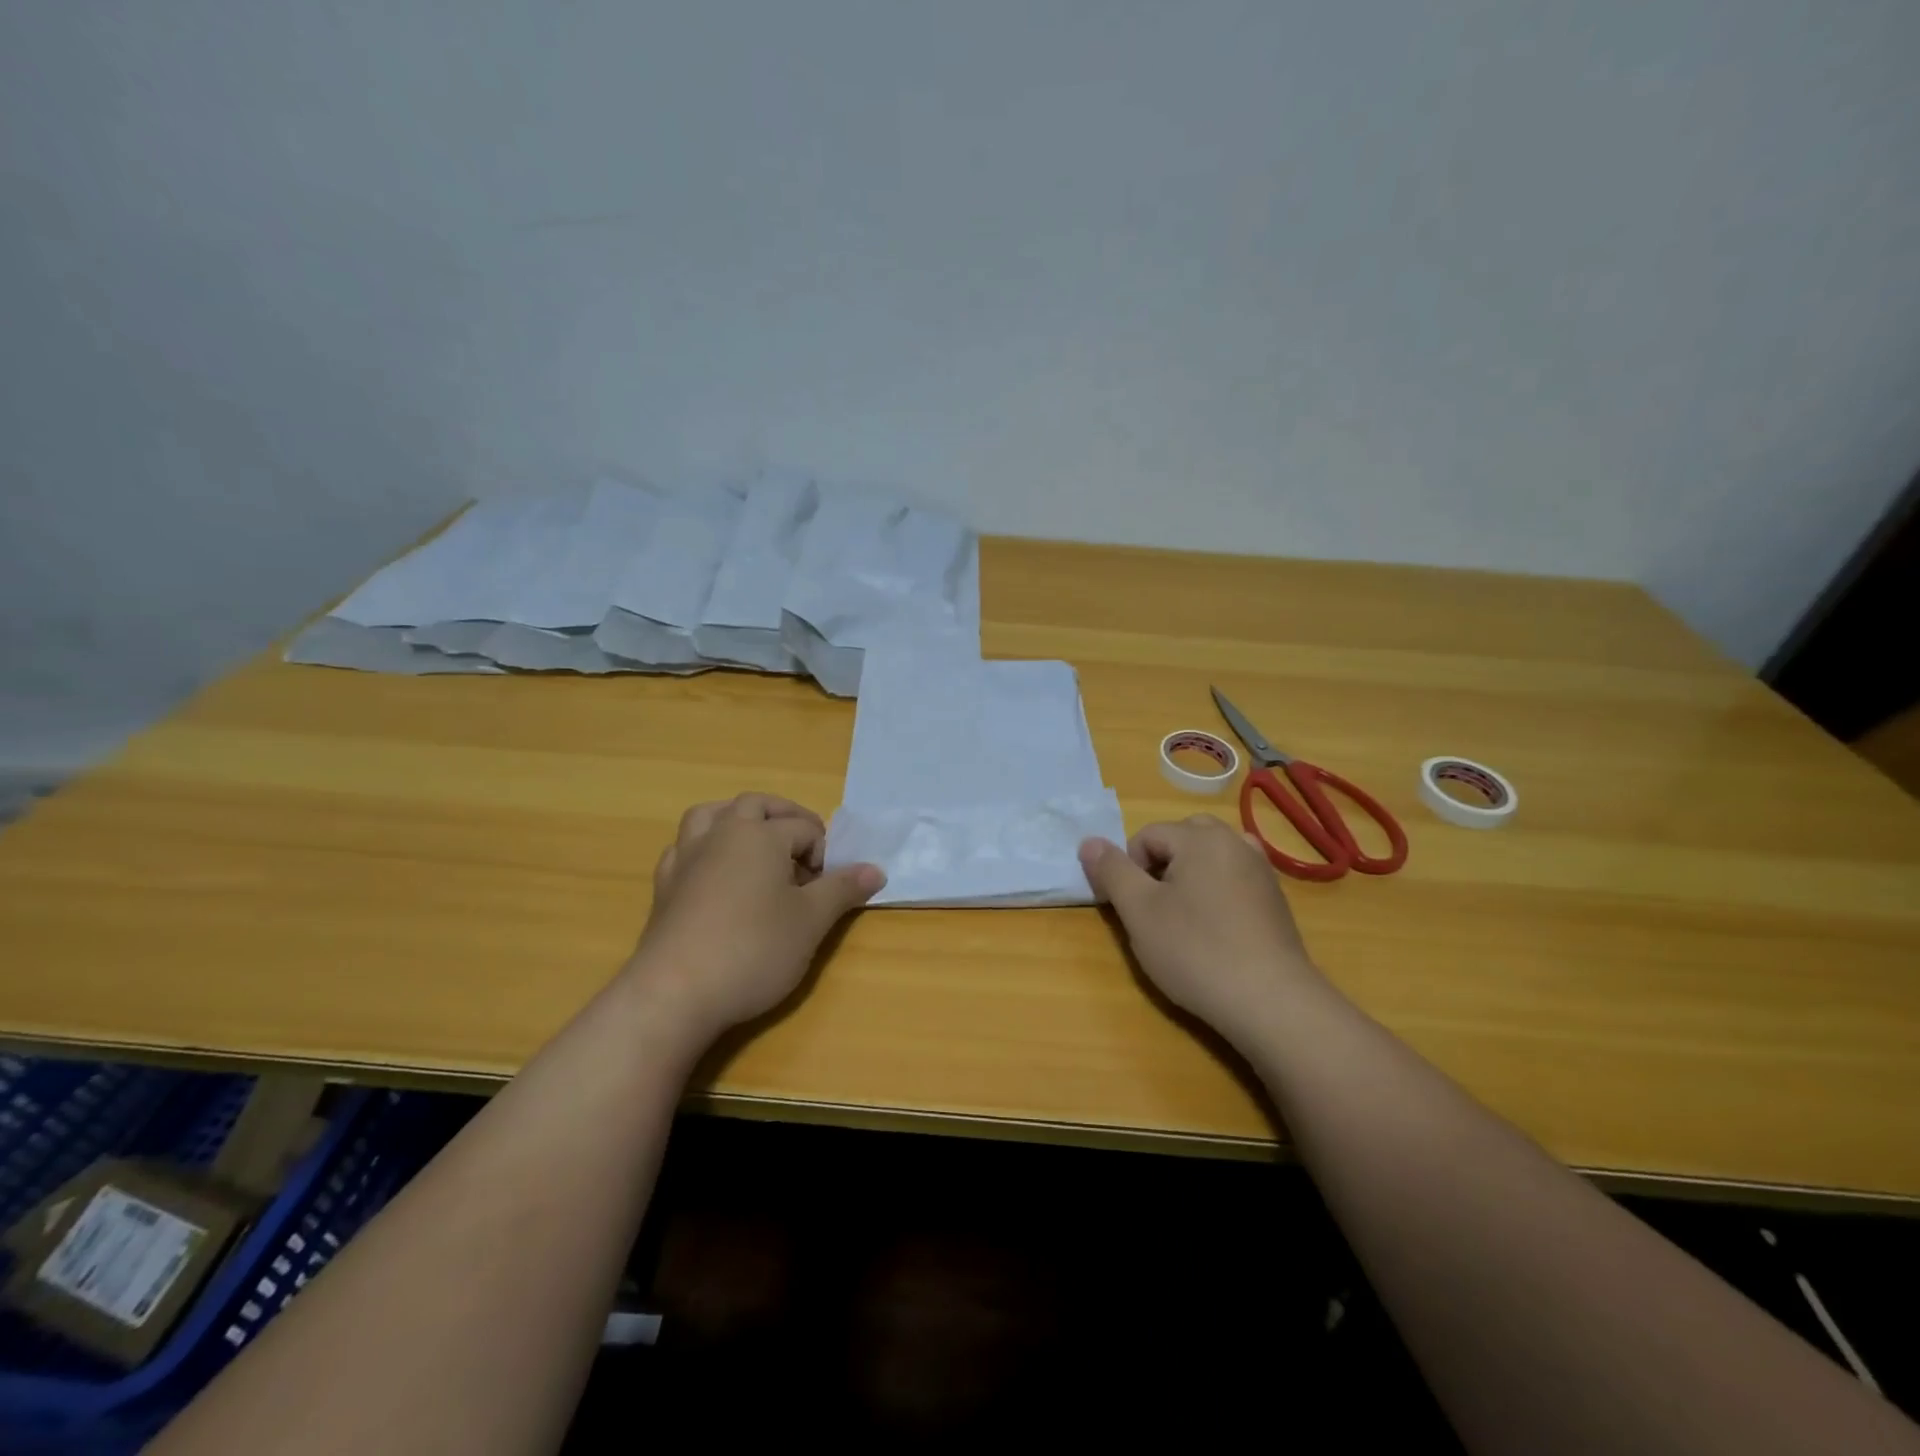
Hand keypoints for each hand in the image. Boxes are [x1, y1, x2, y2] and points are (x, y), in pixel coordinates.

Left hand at [625, 793, 884, 1048]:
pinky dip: (705, 849)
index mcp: (760, 834)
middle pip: (756, 805)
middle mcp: (721, 833)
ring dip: (737, 820)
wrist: (675, 993)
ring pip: (710, 815)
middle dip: (785, 818)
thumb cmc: (753, 950)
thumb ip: (843, 889)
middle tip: (804, 849)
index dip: (824, 855)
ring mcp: (686, 857)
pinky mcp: (664, 885)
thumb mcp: (811, 921)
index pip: (804, 829)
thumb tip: (876, 869)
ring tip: (756, 844)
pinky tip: (715, 874)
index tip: (830, 888)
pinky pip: (685, 848)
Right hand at [1079, 815, 1323, 1046]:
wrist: (1271, 1002)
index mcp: (1200, 837)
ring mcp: (1261, 870)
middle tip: (1155, 908)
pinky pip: (1235, 878)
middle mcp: (1235, 841)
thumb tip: (1088, 841)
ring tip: (1184, 916)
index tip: (1131, 909)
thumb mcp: (1139, 911)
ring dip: (1190, 875)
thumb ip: (1111, 871)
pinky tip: (1216, 928)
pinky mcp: (1275, 899)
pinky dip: (1217, 890)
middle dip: (1161, 864)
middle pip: (1183, 837)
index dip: (1129, 869)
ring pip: (1211, 856)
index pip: (1147, 836)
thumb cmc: (1195, 951)